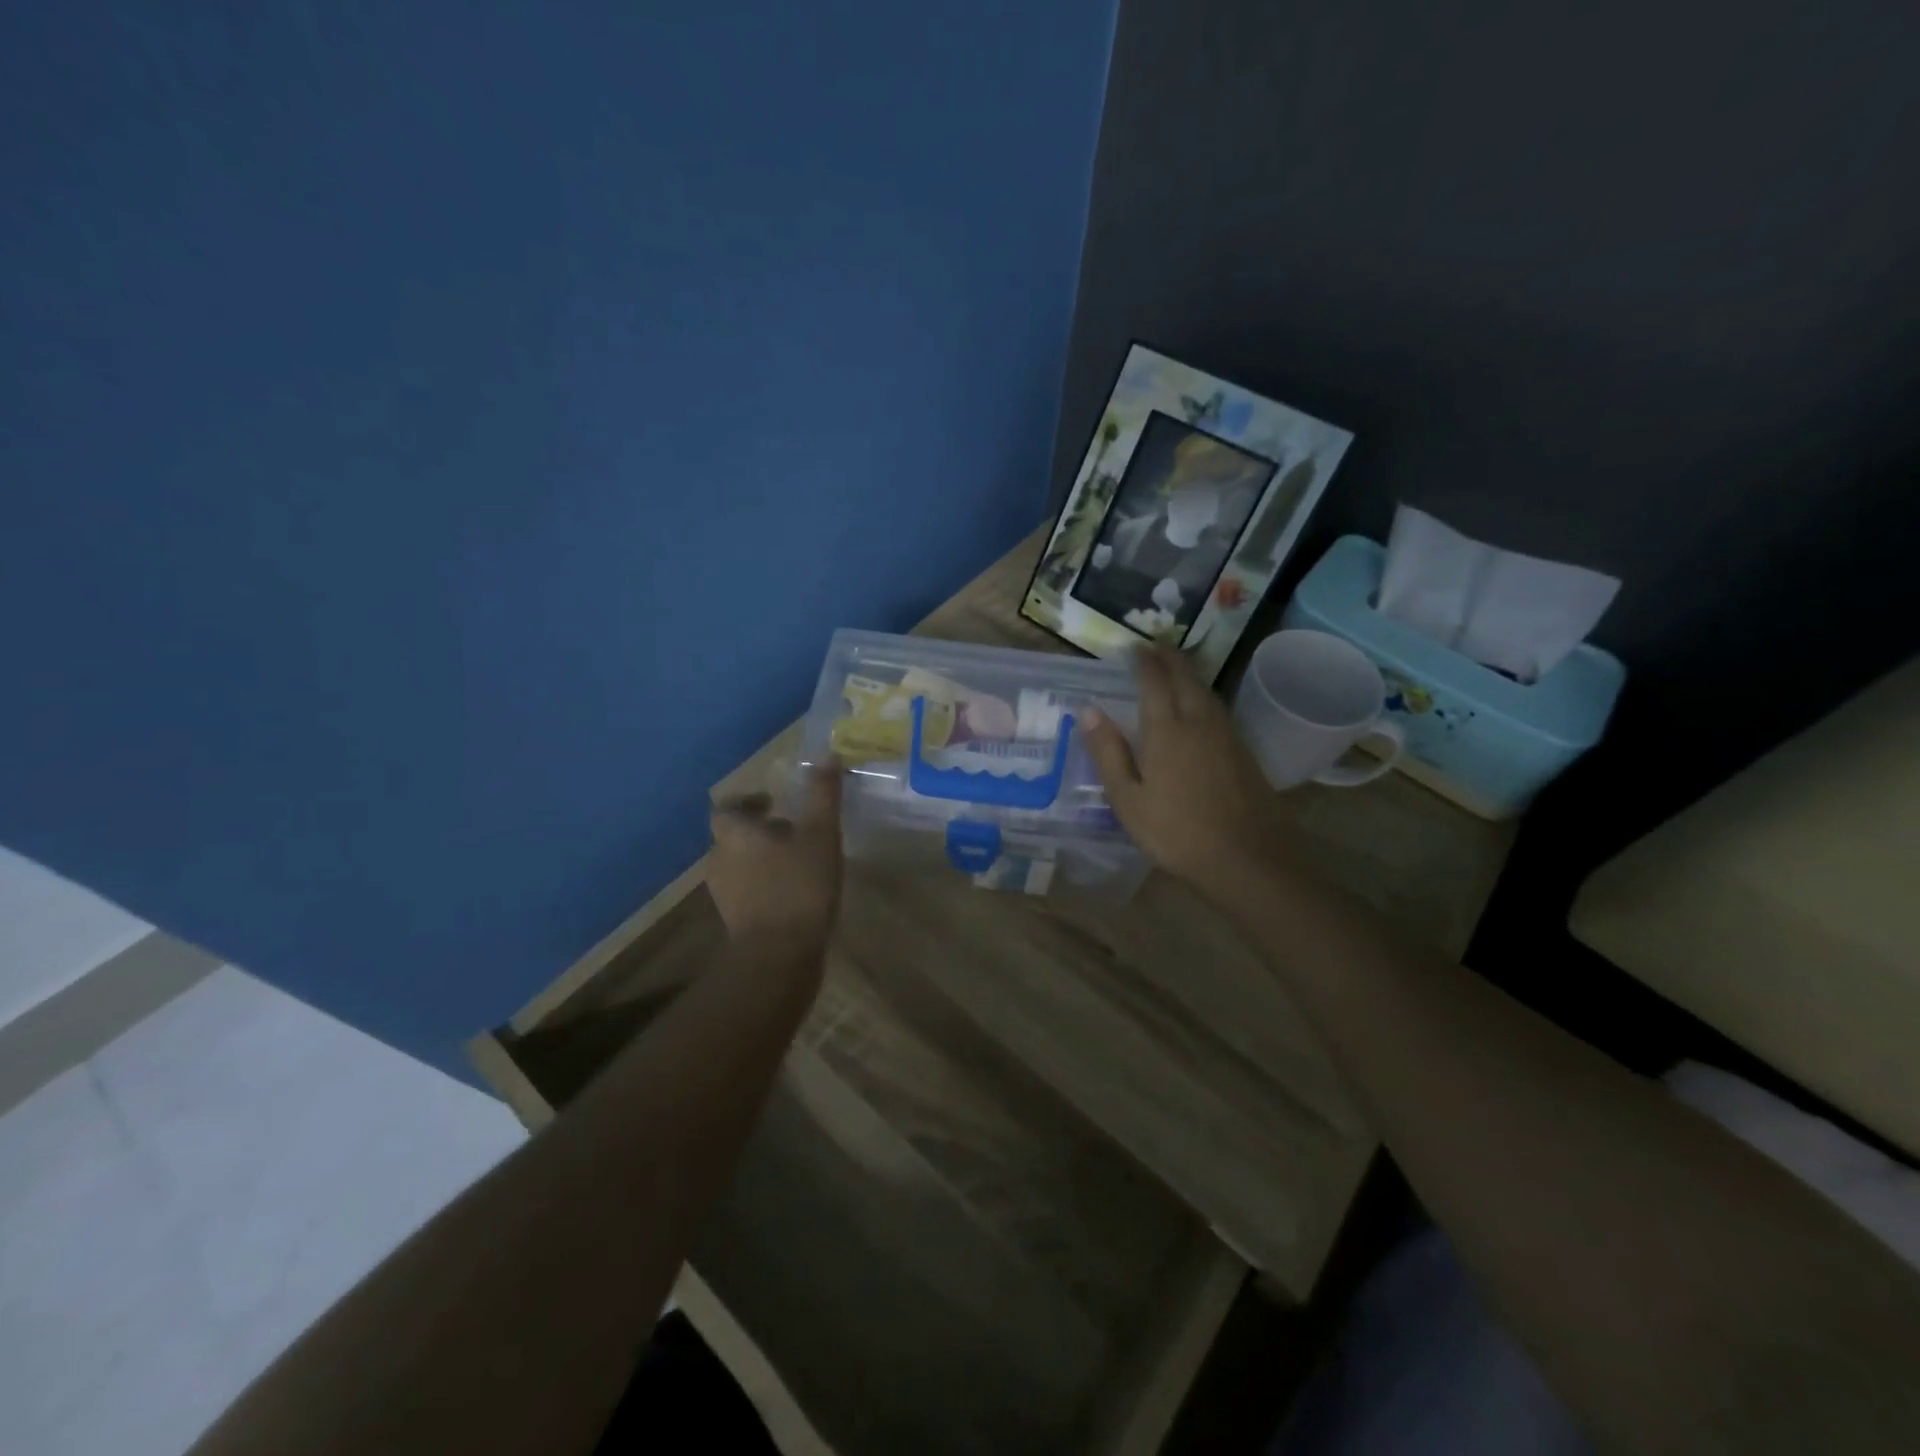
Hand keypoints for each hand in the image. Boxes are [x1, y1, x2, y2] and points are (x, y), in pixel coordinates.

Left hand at [707, 763, 844, 948]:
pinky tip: (793, 890)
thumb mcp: (820, 832)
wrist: (779, 955)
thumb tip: (827, 755)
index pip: (727, 808)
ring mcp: (723, 893)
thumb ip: (822, 794)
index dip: (747, 801)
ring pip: (739, 864)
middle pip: (733, 836)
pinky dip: (764, 883)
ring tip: (797, 859)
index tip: (773, 802)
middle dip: (759, 829)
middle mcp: (719, 860)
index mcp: (734, 834)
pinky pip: (746, 890)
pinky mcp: (735, 920)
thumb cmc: (798, 885)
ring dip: (762, 857)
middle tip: (792, 828)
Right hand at [1082, 644, 1287, 884]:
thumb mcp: (1127, 798)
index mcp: (1166, 730)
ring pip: (1205, 691)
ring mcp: (1226, 735)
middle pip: (1185, 677)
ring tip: (1176, 667)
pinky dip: (1203, 694)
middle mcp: (1198, 721)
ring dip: (1189, 673)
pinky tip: (1200, 706)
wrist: (1246, 858)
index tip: (1134, 647)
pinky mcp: (1243, 751)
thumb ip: (1108, 752)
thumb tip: (1088, 710)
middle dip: (1170, 657)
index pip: (1154, 681)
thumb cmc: (1176, 832)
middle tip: (1156, 645)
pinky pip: (1218, 708)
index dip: (1144, 661)